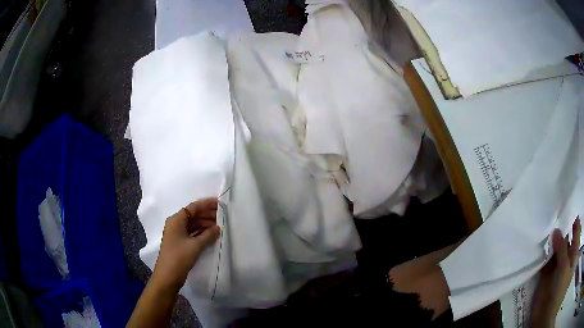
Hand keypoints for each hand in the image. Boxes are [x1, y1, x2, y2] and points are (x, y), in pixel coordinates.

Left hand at [151, 198, 220, 292]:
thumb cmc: (179, 257)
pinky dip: (202, 233)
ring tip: (220, 226)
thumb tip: (218, 228)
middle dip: (207, 215)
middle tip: (223, 215)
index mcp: (176, 220)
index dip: (206, 204)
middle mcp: (176, 224)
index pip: (193, 207)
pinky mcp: (180, 243)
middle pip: (193, 215)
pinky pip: (192, 233)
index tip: (220, 203)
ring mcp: (177, 234)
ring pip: (193, 225)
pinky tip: (212, 235)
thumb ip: (208, 235)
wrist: (168, 276)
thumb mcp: (195, 245)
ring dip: (205, 225)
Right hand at [531, 218, 580, 327]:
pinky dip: (541, 255)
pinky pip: (544, 263)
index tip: (566, 205)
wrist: (545, 318)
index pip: (575, 230)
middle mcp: (566, 256)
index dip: (572, 218)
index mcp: (574, 252)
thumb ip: (562, 251)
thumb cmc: (561, 291)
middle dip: (560, 228)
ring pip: (554, 250)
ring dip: (549, 242)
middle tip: (552, 212)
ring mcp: (556, 267)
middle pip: (565, 238)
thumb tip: (556, 230)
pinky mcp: (546, 276)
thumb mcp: (565, 269)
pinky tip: (537, 246)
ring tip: (543, 226)